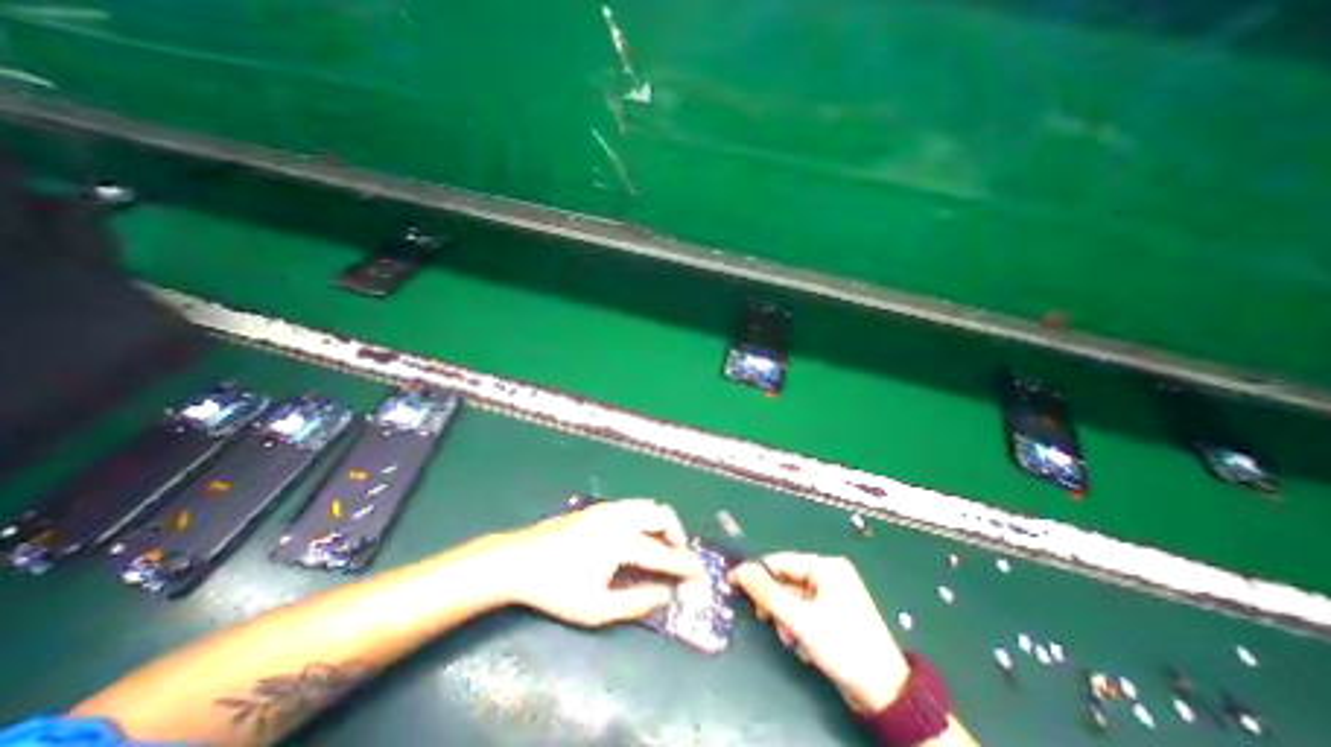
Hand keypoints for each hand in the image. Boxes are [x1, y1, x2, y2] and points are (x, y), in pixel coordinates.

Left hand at [490, 499, 699, 628]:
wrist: (521, 559)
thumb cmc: (557, 588)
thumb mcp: (596, 608)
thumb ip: (636, 602)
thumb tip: (665, 595)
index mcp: (621, 541)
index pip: (662, 553)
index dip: (683, 564)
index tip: (700, 572)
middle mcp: (620, 517)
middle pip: (661, 515)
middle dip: (677, 535)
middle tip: (678, 558)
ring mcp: (609, 508)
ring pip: (649, 506)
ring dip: (662, 524)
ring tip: (661, 548)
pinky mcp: (600, 507)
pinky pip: (635, 506)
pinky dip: (647, 518)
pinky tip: (639, 537)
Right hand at [732, 551, 909, 715]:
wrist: (885, 696)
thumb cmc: (842, 647)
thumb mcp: (799, 619)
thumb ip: (767, 593)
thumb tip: (738, 570)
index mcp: (827, 566)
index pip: (781, 561)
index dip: (756, 573)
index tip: (733, 584)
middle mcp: (830, 575)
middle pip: (787, 580)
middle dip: (776, 604)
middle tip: (765, 620)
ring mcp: (834, 595)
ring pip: (793, 599)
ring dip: (786, 619)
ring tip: (790, 640)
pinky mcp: (835, 614)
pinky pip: (805, 612)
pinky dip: (798, 626)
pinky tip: (802, 646)